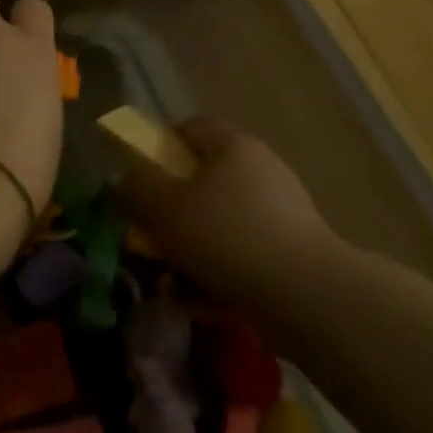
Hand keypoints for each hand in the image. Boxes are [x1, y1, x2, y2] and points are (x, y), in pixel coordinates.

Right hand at [116, 118, 338, 310]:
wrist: (309, 299)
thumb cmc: (228, 236)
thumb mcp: (166, 208)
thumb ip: (137, 188)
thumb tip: (124, 179)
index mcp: (233, 146)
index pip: (192, 128)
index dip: (161, 146)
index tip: (140, 177)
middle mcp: (261, 170)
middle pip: (205, 180)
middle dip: (174, 210)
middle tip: (151, 236)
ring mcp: (282, 214)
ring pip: (222, 225)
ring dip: (193, 250)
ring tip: (170, 283)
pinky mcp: (294, 256)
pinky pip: (244, 257)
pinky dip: (220, 275)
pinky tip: (200, 305)